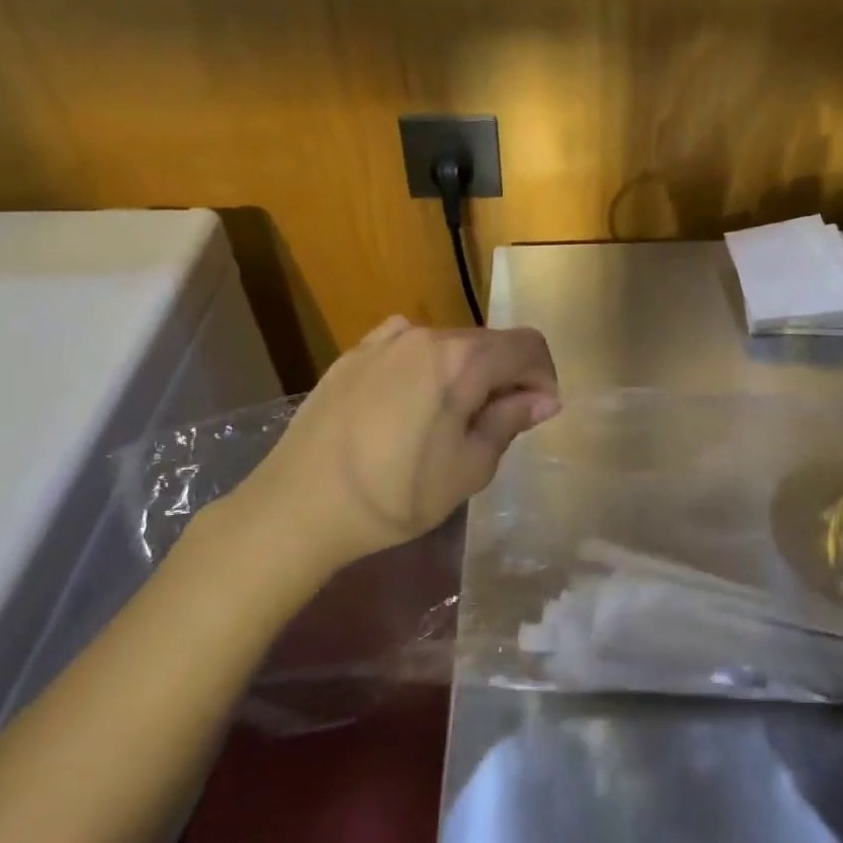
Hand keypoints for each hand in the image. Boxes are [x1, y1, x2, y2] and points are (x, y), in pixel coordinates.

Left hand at [223, 317, 559, 577]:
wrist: (297, 507)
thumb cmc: (395, 494)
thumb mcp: (469, 468)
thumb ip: (510, 421)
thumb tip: (543, 398)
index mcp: (462, 359)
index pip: (528, 345)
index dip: (544, 377)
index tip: (537, 415)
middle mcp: (426, 335)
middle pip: (489, 342)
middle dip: (506, 376)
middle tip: (496, 426)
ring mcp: (385, 340)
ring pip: (449, 344)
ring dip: (466, 373)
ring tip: (450, 420)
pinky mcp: (353, 354)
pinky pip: (407, 346)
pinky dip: (426, 366)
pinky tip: (411, 401)